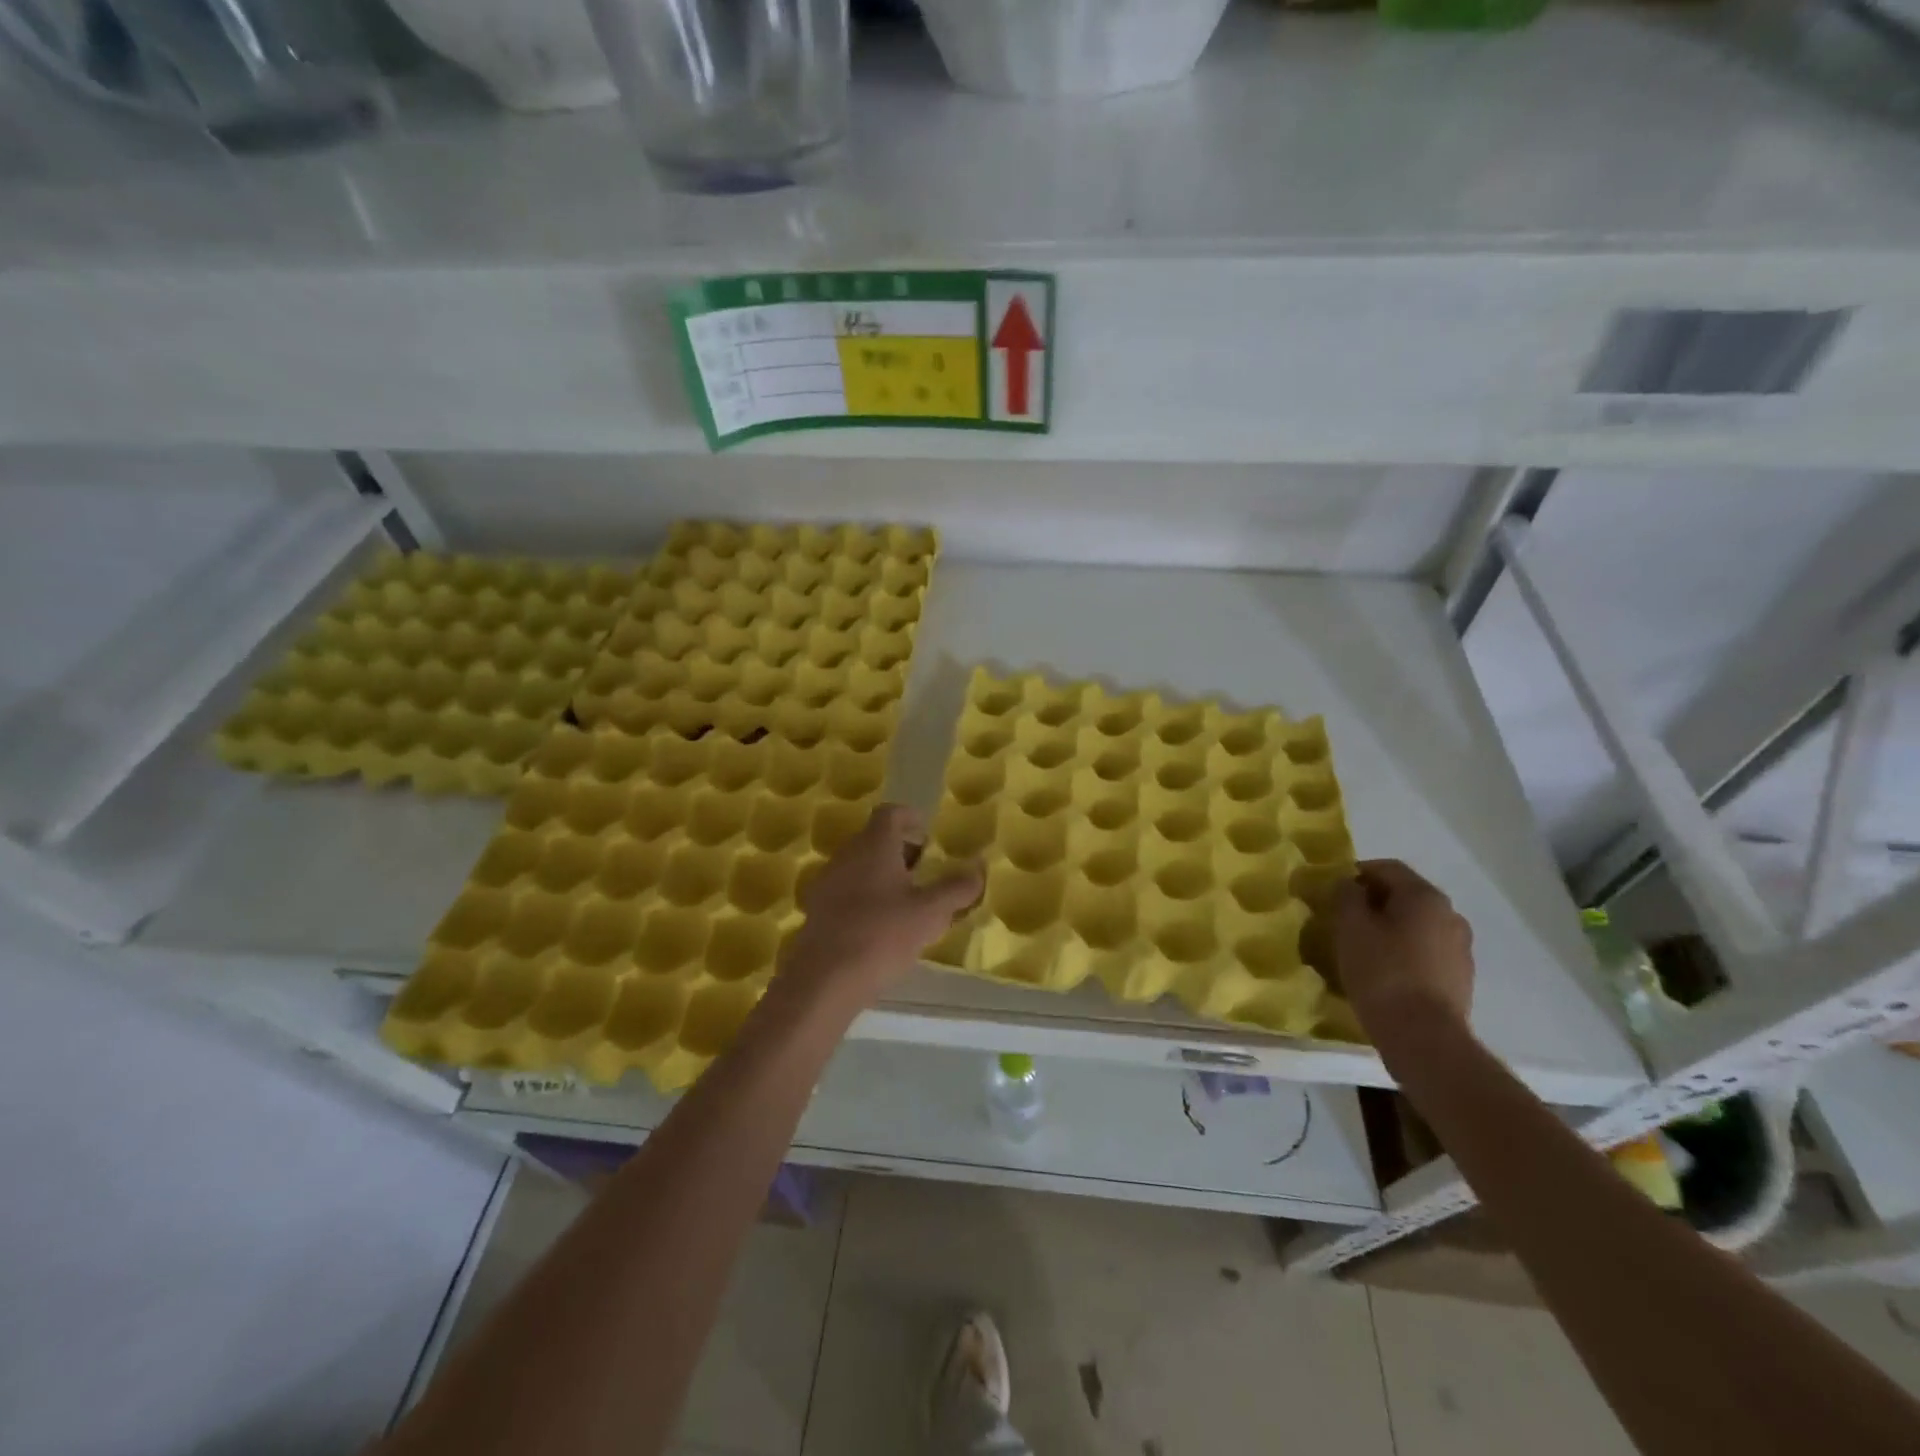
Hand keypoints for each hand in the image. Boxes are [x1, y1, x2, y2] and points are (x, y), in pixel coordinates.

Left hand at [779, 804, 982, 1006]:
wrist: (825, 978)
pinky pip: (846, 890)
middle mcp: (847, 855)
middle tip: (924, 871)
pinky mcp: (817, 909)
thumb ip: (957, 888)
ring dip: (882, 874)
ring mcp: (827, 881)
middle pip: (874, 839)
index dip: (910, 818)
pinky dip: (865, 896)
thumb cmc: (883, 934)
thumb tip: (978, 868)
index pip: (890, 813)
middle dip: (900, 850)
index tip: (928, 835)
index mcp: (874, 845)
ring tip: (906, 901)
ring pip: (859, 865)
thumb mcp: (930, 913)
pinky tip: (880, 925)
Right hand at [1332, 859, 1474, 1047]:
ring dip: (1390, 928)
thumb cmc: (1382, 972)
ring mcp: (1460, 948)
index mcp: (1425, 896)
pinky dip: (1405, 952)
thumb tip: (1348, 884)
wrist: (1423, 1037)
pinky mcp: (1460, 978)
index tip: (1333, 890)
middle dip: (1374, 901)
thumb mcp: (1350, 927)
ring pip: (1417, 925)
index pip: (1387, 868)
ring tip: (1363, 947)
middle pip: (1405, 896)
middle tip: (1345, 918)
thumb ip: (1346, 895)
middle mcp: (1450, 915)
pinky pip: (1426, 952)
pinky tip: (1385, 972)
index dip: (1357, 873)